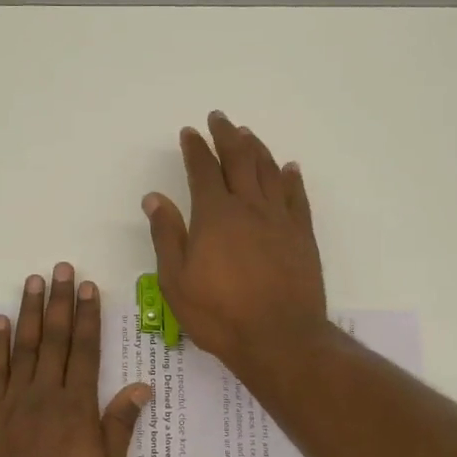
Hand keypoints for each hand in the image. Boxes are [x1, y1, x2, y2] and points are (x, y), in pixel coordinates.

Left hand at [0, 264, 151, 456]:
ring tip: (34, 281)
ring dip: (30, 311)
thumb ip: (120, 427)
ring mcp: (12, 402)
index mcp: (77, 409)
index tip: (88, 287)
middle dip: (59, 301)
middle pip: (54, 339)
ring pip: (24, 347)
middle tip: (62, 268)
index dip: (88, 317)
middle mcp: (45, 396)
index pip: (85, 351)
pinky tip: (0, 321)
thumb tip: (141, 386)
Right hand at [143, 111, 328, 377]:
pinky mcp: (302, 236)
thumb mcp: (176, 280)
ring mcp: (280, 219)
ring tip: (248, 134)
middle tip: (220, 118)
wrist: (280, 339)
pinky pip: (297, 196)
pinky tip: (289, 168)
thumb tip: (154, 198)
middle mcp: (249, 207)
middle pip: (239, 159)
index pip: (203, 170)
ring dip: (257, 148)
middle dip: (227, 135)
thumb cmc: (219, 314)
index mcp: (215, 215)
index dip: (195, 148)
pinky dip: (291, 178)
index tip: (190, 132)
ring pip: (269, 171)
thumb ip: (166, 235)